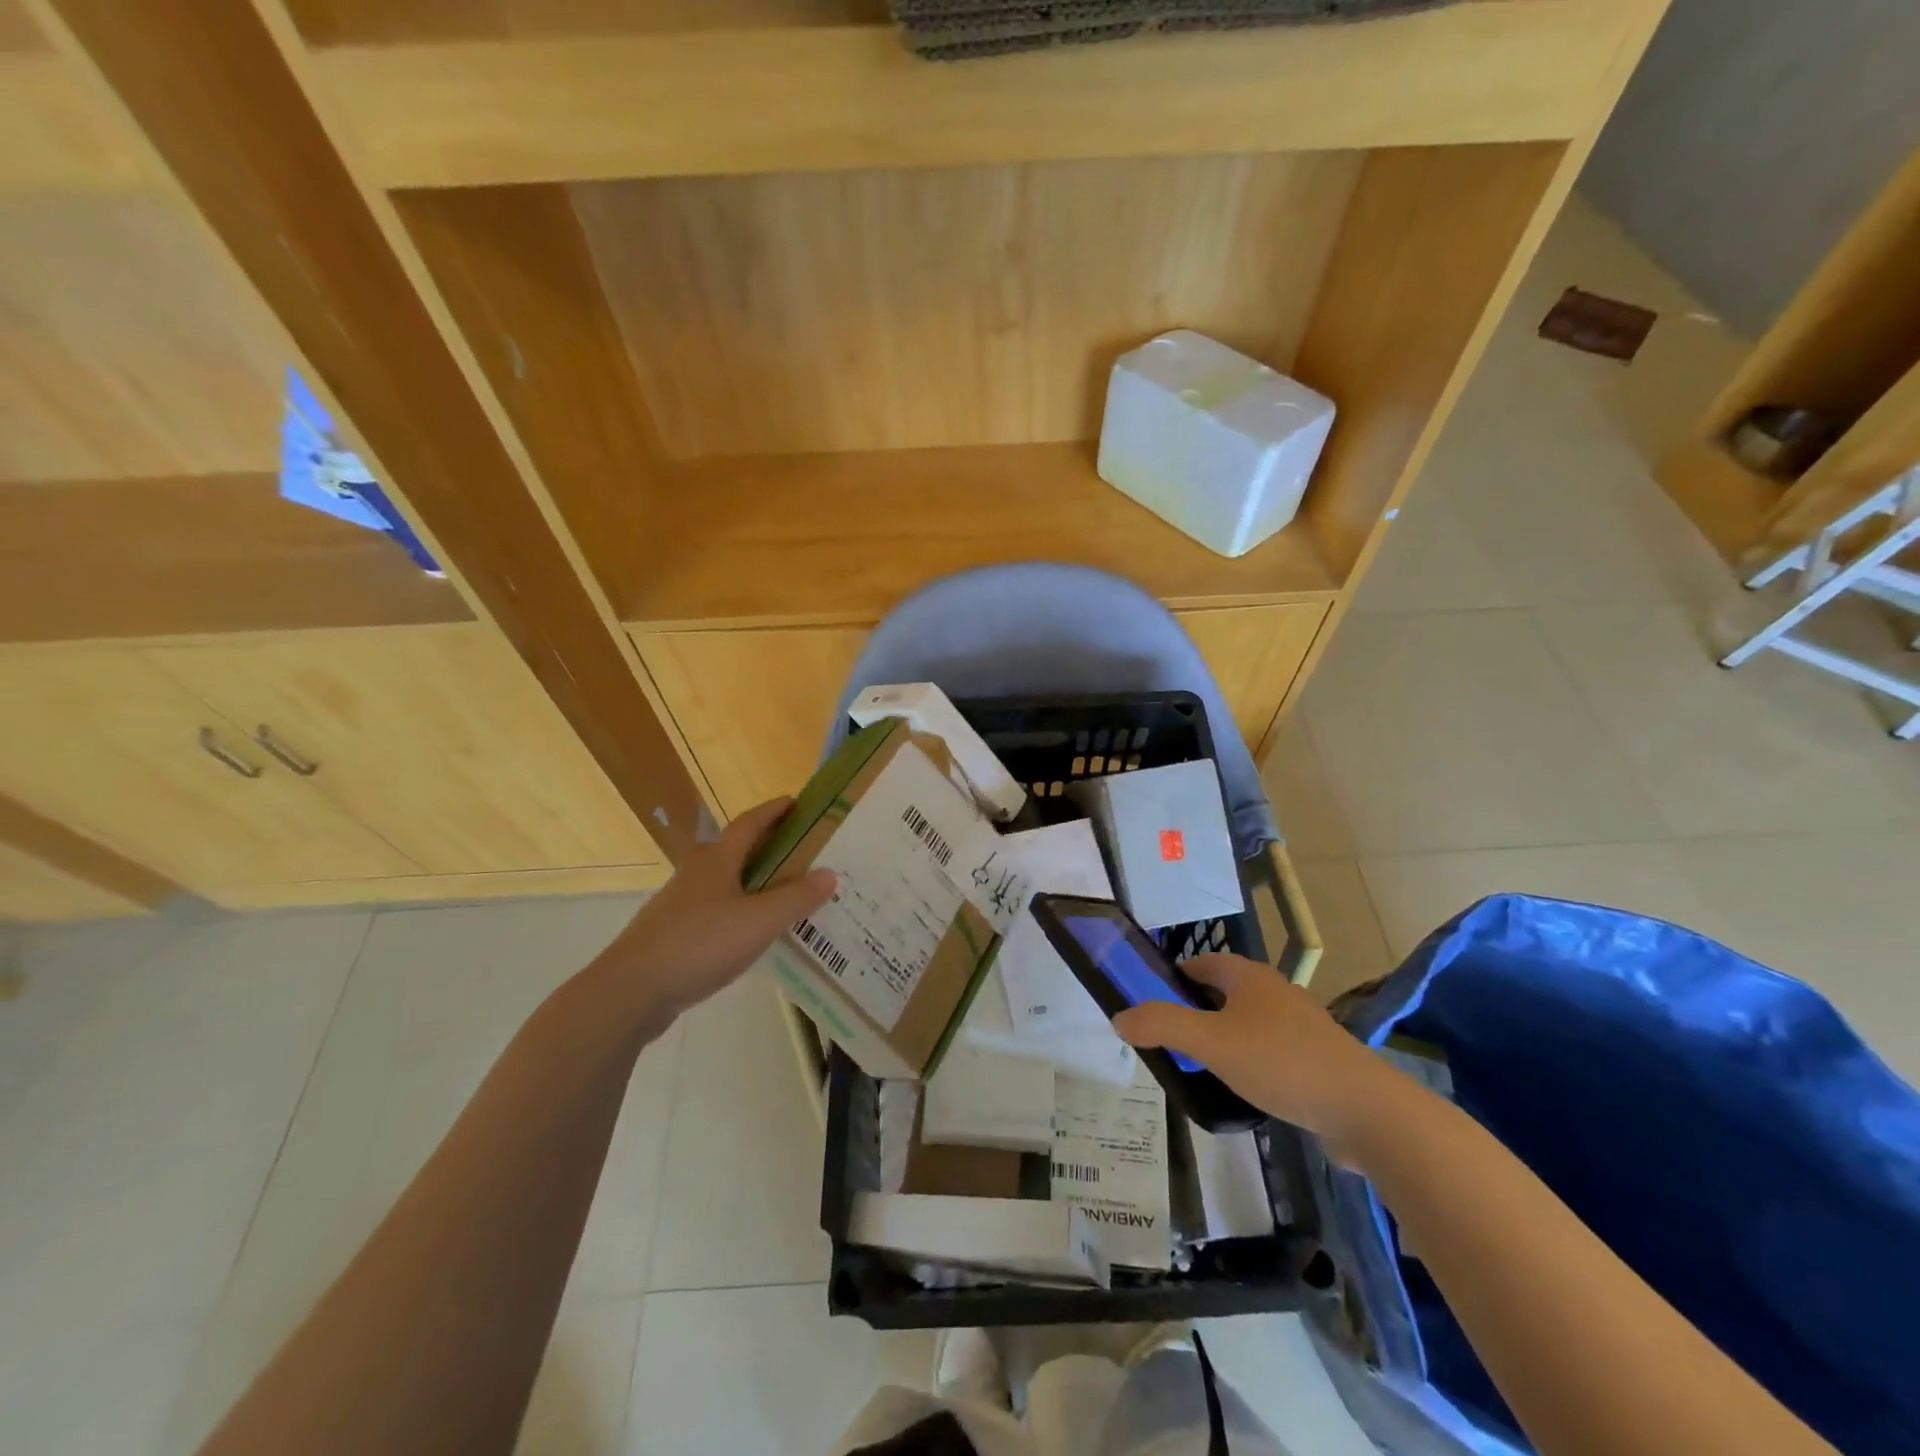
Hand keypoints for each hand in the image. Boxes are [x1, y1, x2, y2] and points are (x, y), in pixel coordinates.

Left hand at [590, 798, 835, 1021]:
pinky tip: (749, 931)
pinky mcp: (671, 933)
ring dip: (751, 879)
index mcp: (716, 861)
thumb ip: (796, 898)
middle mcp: (696, 874)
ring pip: (723, 881)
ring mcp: (679, 904)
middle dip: (765, 845)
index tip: (796, 802)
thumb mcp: (758, 922)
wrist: (629, 991)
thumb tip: (829, 873)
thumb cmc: (698, 944)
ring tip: (781, 893)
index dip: (773, 810)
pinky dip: (737, 909)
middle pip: (734, 849)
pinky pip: (714, 909)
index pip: (749, 823)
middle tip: (798, 852)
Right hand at [1112, 953, 1405, 1154]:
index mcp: (1248, 976)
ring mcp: (1298, 1026)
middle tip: (1166, 1040)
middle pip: (1221, 992)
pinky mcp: (1314, 1059)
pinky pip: (1267, 1052)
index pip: (1200, 962)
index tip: (1148, 1003)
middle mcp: (1273, 992)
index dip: (1171, 977)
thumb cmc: (1280, 1062)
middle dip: (1192, 1011)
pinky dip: (1246, 1062)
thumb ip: (1161, 1026)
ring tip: (1197, 1068)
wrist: (1365, 1110)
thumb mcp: (1209, 1042)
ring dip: (1219, 1039)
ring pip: (1244, 1023)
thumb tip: (1119, 1017)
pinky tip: (1238, 1090)